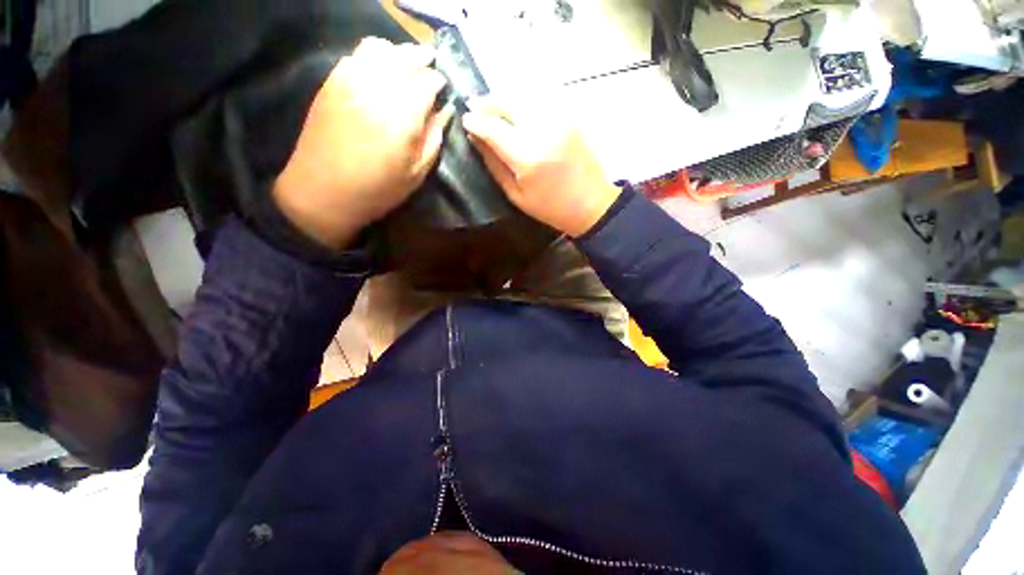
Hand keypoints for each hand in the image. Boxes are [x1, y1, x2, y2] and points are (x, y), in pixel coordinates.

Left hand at [273, 37, 452, 249]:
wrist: (322, 192)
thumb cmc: (377, 190)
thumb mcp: (416, 173)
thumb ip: (434, 138)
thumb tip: (445, 111)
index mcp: (402, 117)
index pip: (427, 81)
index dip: (438, 82)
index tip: (443, 88)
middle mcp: (377, 90)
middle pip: (404, 57)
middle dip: (422, 57)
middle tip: (431, 62)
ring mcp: (349, 82)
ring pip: (378, 49)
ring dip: (397, 53)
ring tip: (406, 64)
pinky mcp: (330, 84)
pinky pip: (355, 56)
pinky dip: (372, 56)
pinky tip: (379, 70)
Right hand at [461, 96, 620, 237]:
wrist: (591, 203)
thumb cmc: (550, 207)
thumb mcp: (516, 195)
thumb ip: (494, 165)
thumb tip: (476, 138)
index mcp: (527, 156)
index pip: (492, 127)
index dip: (475, 121)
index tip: (465, 119)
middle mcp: (542, 129)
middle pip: (507, 101)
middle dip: (486, 101)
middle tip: (473, 106)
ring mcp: (559, 118)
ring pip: (523, 93)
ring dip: (504, 97)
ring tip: (492, 106)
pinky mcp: (570, 115)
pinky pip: (540, 96)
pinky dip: (523, 98)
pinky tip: (516, 108)